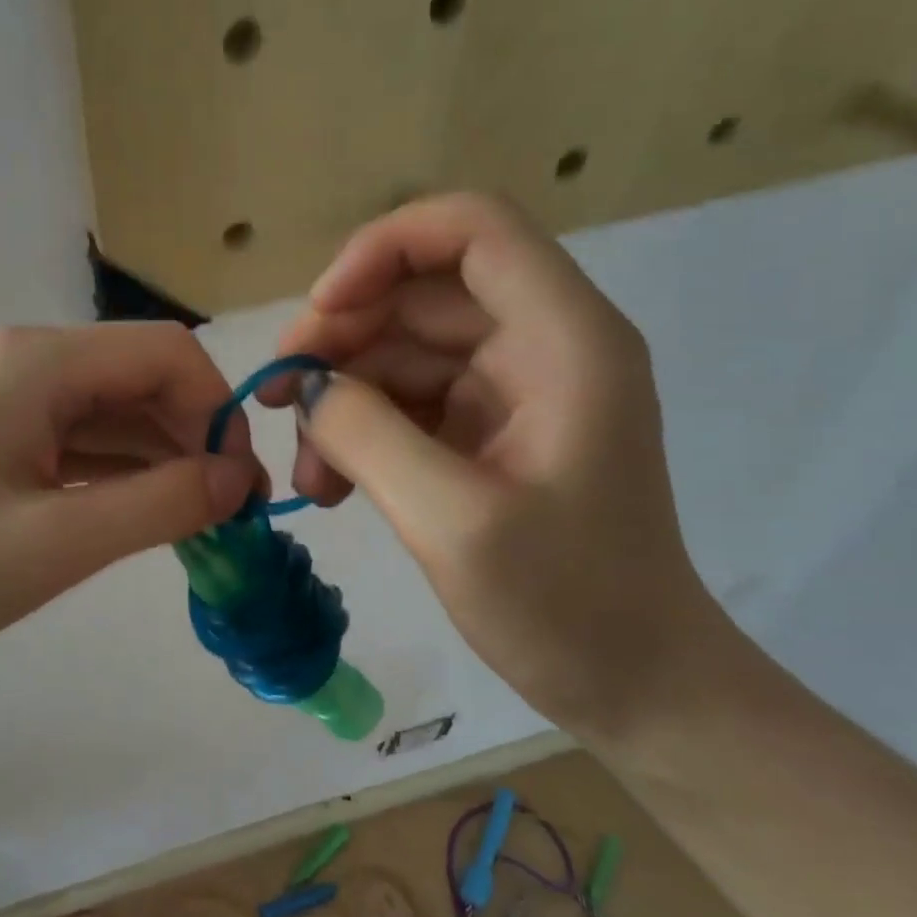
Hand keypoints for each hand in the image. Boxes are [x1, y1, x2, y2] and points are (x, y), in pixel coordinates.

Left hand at [0, 323, 261, 698]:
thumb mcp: (54, 544)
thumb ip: (159, 505)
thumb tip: (237, 479)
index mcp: (35, 362)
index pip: (163, 352)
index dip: (216, 409)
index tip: (238, 485)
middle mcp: (21, 361)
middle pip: (137, 378)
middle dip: (193, 436)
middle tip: (228, 514)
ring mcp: (1, 398)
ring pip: (109, 412)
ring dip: (159, 458)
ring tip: (196, 522)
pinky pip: (74, 440)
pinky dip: (116, 472)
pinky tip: (141, 514)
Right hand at [260, 194, 715, 735]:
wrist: (637, 687)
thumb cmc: (567, 607)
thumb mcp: (452, 521)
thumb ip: (368, 435)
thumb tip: (308, 387)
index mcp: (563, 340)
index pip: (471, 229)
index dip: (384, 248)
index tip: (321, 312)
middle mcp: (541, 345)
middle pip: (420, 292)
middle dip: (340, 337)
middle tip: (279, 399)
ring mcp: (512, 388)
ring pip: (401, 350)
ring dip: (341, 397)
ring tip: (308, 473)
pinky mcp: (488, 430)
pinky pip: (407, 400)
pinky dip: (361, 431)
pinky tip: (332, 486)